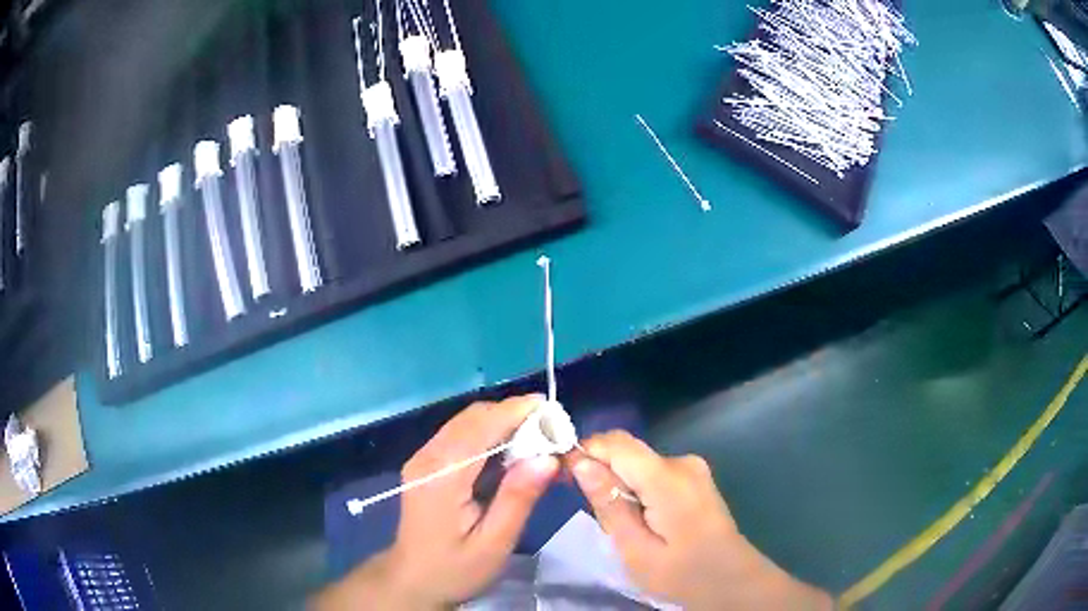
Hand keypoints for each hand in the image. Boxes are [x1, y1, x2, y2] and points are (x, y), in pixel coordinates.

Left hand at [312, 396, 558, 609]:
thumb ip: (518, 498)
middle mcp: (428, 457)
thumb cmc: (456, 568)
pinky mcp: (426, 462)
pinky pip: (461, 435)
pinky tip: (511, 453)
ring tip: (538, 440)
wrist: (413, 579)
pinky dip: (490, 434)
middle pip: (473, 417)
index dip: (516, 411)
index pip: (481, 427)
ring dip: (503, 422)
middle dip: (514, 415)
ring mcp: (423, 457)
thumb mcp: (494, 543)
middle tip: (552, 431)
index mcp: (442, 476)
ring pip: (467, 422)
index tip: (553, 410)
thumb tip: (548, 457)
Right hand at [569, 431, 831, 610]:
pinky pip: (653, 471)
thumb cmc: (681, 574)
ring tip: (614, 519)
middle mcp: (682, 462)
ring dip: (617, 480)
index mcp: (668, 478)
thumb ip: (609, 504)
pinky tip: (637, 516)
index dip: (583, 451)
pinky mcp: (695, 477)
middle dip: (599, 468)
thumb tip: (579, 462)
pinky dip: (635, 485)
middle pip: (626, 449)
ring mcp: (692, 467)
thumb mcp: (635, 549)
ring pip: (638, 460)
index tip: (561, 476)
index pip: (615, 443)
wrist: (732, 581)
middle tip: (584, 506)